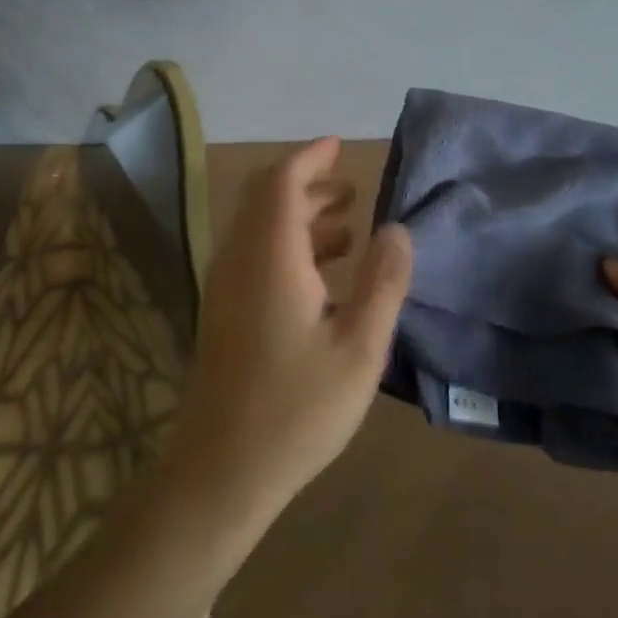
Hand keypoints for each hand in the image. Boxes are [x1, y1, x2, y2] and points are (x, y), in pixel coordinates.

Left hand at [166, 138, 412, 530]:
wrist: (220, 472)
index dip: (310, 157)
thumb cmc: (297, 409)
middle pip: (265, 198)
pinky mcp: (224, 313)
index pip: (282, 182)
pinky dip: (287, 245)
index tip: (340, 145)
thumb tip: (397, 229)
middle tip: (350, 188)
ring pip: (258, 228)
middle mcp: (239, 260)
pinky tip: (322, 275)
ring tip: (346, 227)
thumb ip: (383, 283)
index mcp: (270, 257)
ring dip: (298, 216)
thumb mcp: (360, 348)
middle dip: (307, 184)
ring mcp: (226, 287)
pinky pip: (254, 255)